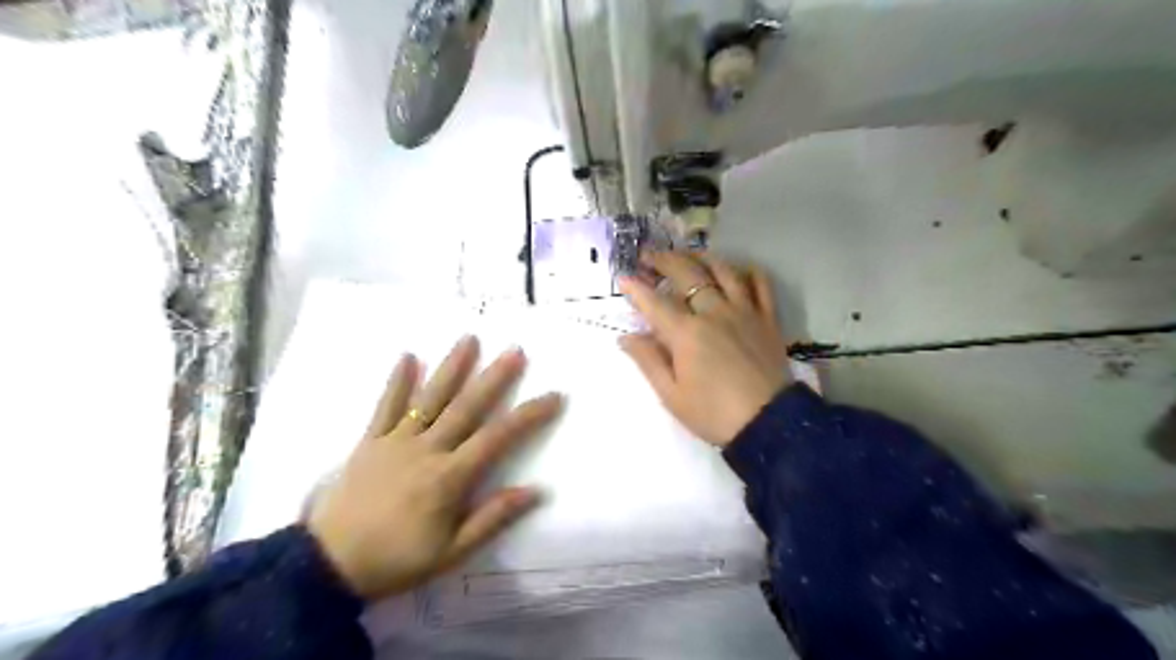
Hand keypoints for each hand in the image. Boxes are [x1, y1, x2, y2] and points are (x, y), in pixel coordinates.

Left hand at [307, 339, 563, 599]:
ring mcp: (396, 441)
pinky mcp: (370, 441)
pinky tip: (408, 356)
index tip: (553, 396)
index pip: (498, 437)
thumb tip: (535, 491)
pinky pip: (386, 406)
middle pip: (466, 407)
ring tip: (469, 339)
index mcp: (450, 477)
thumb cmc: (397, 560)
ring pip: (429, 398)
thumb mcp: (452, 552)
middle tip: (515, 350)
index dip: (529, 415)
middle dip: (494, 377)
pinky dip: (397, 381)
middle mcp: (426, 449)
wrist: (329, 566)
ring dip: (451, 367)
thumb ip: (493, 518)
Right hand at [616, 252, 788, 448]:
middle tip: (648, 256)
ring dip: (701, 257)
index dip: (636, 288)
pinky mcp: (767, 318)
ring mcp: (744, 311)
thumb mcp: (671, 395)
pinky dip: (748, 271)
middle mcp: (714, 312)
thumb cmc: (713, 413)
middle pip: (686, 274)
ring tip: (688, 255)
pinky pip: (760, 284)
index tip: (623, 277)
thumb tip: (625, 337)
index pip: (654, 302)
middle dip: (663, 260)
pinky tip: (737, 270)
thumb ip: (647, 361)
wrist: (768, 424)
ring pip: (722, 270)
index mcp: (686, 333)